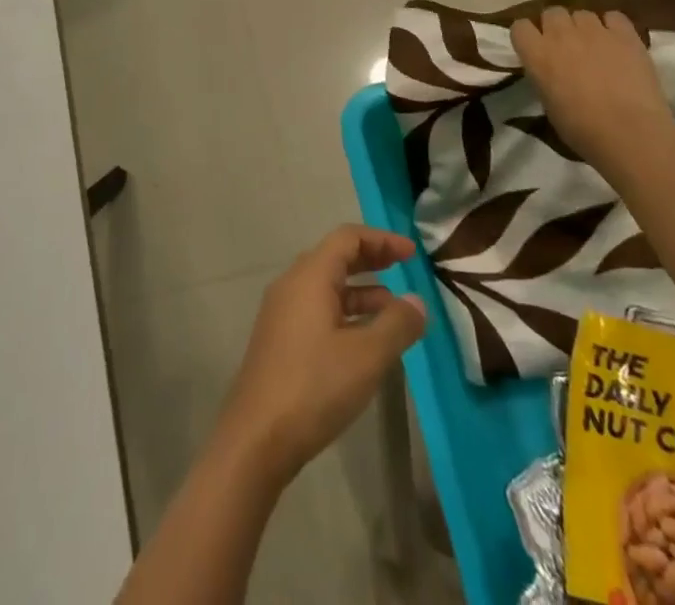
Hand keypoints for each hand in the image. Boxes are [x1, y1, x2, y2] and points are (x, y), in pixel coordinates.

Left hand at [215, 226, 426, 485]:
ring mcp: (282, 311)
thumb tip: (416, 300)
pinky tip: (365, 339)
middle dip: (371, 260)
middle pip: (335, 257)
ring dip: (361, 290)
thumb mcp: (366, 357)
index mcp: (310, 276)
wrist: (258, 435)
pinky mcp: (280, 337)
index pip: (347, 238)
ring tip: (395, 310)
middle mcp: (292, 284)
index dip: (381, 240)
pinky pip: (318, 308)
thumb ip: (396, 324)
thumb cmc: (315, 386)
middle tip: (405, 269)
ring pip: (327, 285)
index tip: (412, 253)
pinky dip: (345, 311)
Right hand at [511, 7, 674, 168]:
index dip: (528, 36)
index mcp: (536, 54)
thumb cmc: (581, 129)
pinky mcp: (625, 35)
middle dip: (556, 26)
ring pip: (582, 13)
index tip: (535, 49)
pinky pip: (614, 17)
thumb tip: (551, 71)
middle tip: (566, 47)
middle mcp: (560, 34)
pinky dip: (613, 26)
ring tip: (595, 46)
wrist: (630, 134)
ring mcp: (594, 31)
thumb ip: (544, 76)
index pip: (520, 26)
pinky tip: (617, 43)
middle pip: (552, 13)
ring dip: (584, 27)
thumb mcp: (547, 103)